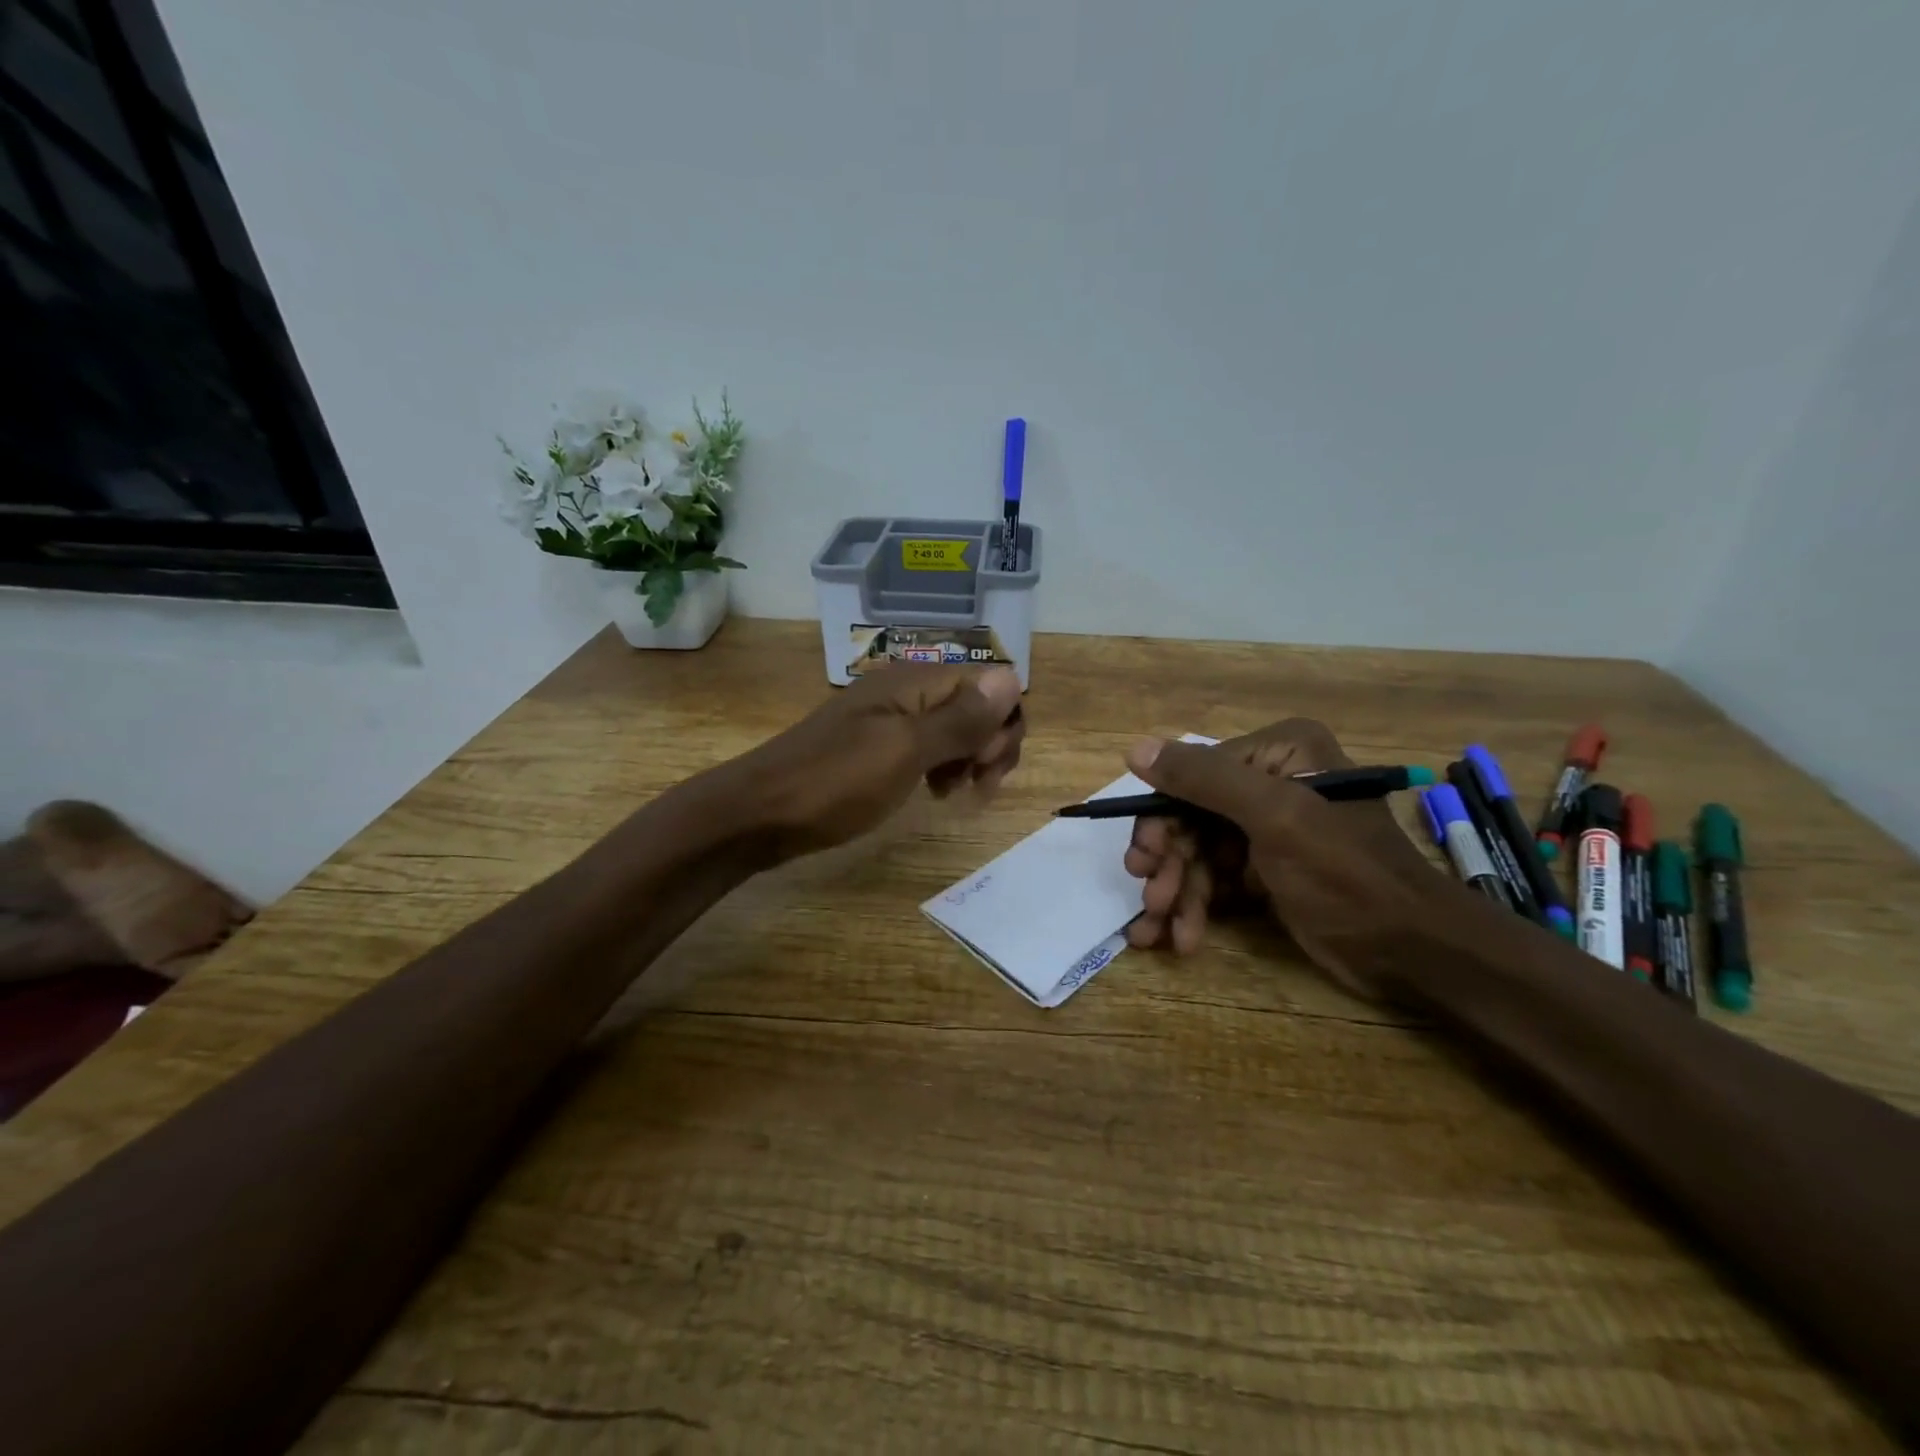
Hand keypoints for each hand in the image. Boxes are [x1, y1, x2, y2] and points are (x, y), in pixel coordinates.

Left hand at [724, 663, 1024, 861]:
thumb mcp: (904, 752)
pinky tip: (934, 792)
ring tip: (955, 792)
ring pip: (953, 727)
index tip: (987, 767)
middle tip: (977, 785)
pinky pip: (926, 745)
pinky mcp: (875, 745)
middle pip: (975, 703)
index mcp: (914, 681)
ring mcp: (888, 717)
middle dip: (990, 742)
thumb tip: (1012, 677)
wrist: (758, 814)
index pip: (990, 683)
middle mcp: (905, 689)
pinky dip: (941, 766)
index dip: (1002, 723)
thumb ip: (959, 718)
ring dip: (969, 757)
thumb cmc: (834, 783)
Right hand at [1121, 719, 1440, 998]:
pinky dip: (1194, 909)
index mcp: (1278, 754)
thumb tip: (1135, 748)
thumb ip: (1205, 780)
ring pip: (1198, 854)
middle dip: (1170, 865)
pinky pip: (1214, 881)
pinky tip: (1178, 938)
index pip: (1195, 777)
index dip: (1162, 819)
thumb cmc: (1346, 872)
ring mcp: (1266, 829)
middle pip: (1192, 818)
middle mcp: (1269, 783)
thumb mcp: (1275, 817)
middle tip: (1151, 900)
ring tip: (1158, 932)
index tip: (1143, 860)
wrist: (1411, 950)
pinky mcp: (1266, 870)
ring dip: (1177, 893)